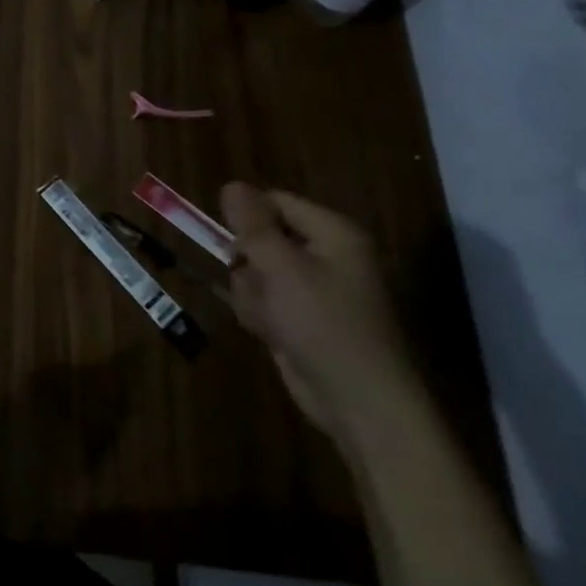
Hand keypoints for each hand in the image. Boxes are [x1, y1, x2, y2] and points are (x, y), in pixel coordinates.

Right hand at [220, 183, 423, 445]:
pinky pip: (264, 300)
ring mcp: (313, 289)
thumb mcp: (282, 268)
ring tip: (268, 317)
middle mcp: (326, 255)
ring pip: (256, 271)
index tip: (227, 240)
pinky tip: (269, 333)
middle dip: (248, 262)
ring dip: (252, 293)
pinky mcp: (301, 318)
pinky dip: (259, 314)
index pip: (275, 201)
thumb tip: (231, 184)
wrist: (358, 401)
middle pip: (262, 237)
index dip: (247, 216)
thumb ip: (253, 225)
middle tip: (255, 282)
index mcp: (333, 234)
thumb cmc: (323, 324)